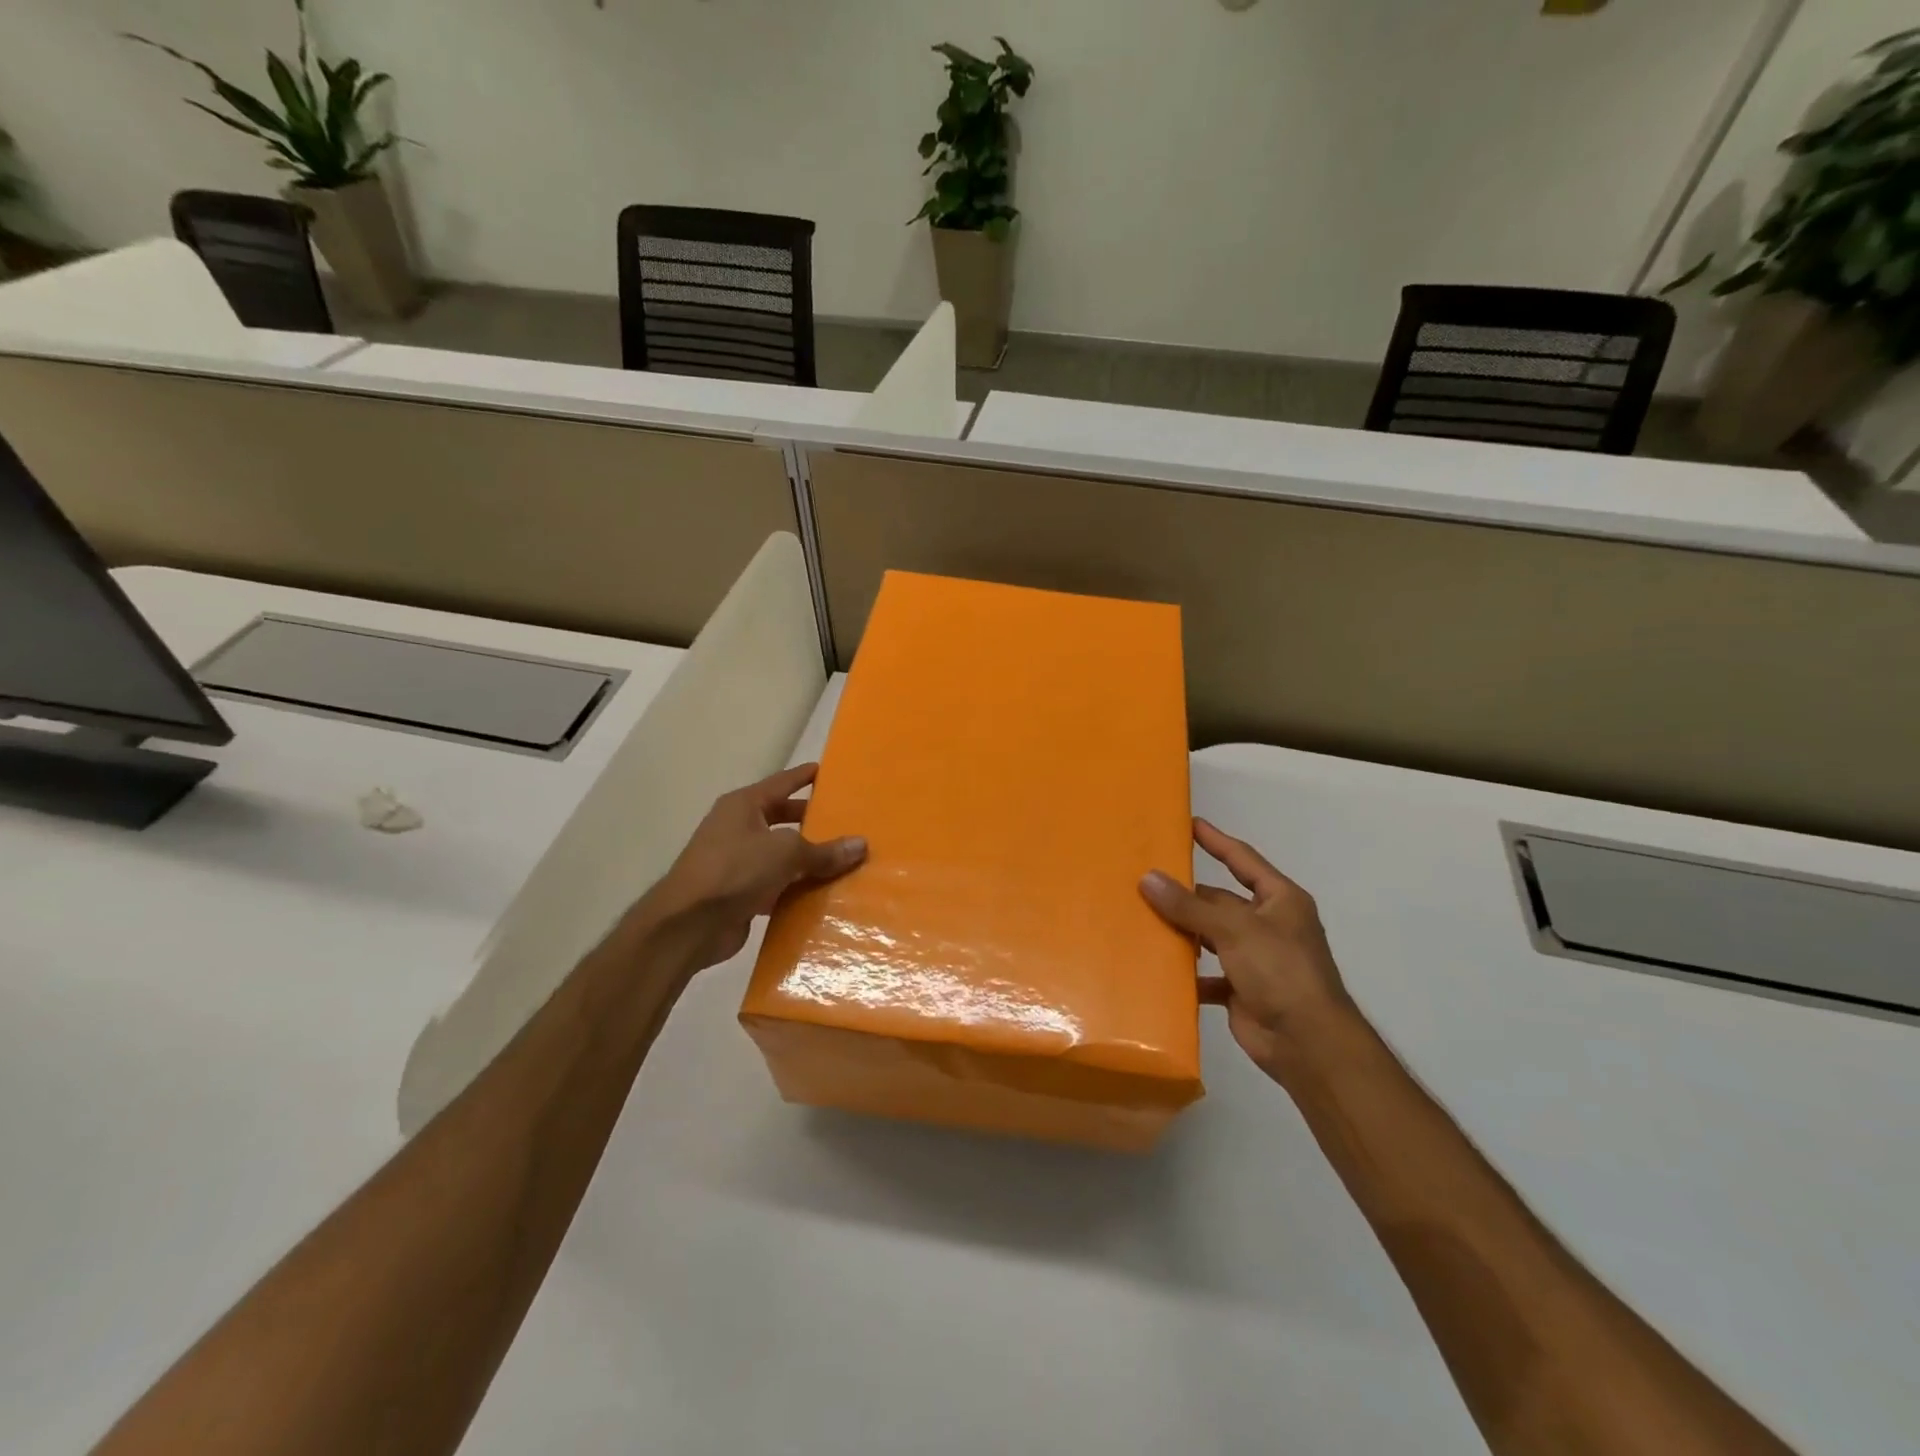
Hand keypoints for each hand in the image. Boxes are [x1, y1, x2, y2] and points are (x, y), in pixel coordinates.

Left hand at [641, 764, 866, 970]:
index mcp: (743, 806)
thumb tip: (861, 844)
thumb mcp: (786, 853)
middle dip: (810, 821)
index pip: (781, 783)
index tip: (825, 771)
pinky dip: (796, 889)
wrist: (688, 925)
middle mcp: (738, 829)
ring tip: (843, 859)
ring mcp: (736, 862)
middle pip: (781, 819)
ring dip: (806, 860)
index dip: (803, 776)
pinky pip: (776, 885)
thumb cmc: (735, 871)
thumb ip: (824, 850)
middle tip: (844, 821)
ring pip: (780, 855)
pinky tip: (823, 895)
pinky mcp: (739, 894)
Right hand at [1141, 818, 1354, 1073]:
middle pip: (1220, 901)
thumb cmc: (1280, 971)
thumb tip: (1147, 878)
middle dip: (1187, 894)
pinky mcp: (1242, 989)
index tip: (1189, 824)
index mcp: (1279, 900)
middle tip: (1145, 880)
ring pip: (1211, 936)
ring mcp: (1256, 959)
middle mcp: (1269, 925)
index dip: (1216, 841)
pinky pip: (1207, 974)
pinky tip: (1159, 968)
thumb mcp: (1234, 929)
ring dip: (1184, 932)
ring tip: (1142, 919)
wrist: (1308, 1043)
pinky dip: (1188, 973)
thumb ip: (1189, 906)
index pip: (1242, 860)